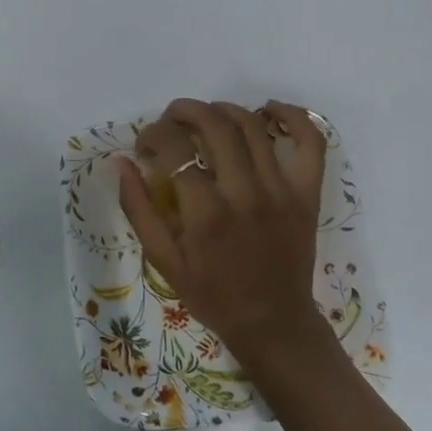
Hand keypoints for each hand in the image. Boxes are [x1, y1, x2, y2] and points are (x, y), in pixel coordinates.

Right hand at [117, 98, 330, 371]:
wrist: (272, 321)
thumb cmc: (212, 294)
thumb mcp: (163, 260)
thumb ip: (138, 209)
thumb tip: (121, 162)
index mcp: (205, 213)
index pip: (174, 148)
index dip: (152, 135)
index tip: (144, 145)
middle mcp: (245, 193)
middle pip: (214, 125)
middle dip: (184, 111)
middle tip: (170, 121)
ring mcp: (282, 190)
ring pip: (252, 125)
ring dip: (222, 109)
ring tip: (205, 116)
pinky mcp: (307, 193)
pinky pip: (310, 142)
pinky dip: (293, 116)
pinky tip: (269, 110)